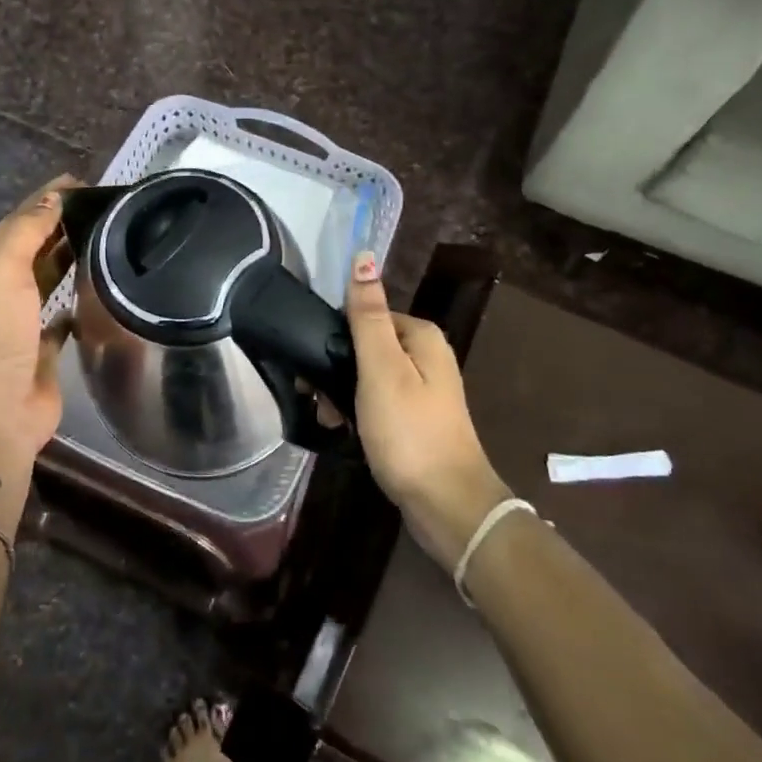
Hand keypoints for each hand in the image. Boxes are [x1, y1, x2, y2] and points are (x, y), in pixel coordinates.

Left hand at [0, 175, 76, 460]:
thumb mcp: (1, 269)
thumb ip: (27, 230)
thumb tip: (53, 197)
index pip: (16, 221)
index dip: (45, 200)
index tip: (82, 182)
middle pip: (31, 247)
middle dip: (60, 225)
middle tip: (103, 207)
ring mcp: (19, 321)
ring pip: (47, 278)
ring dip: (69, 257)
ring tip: (108, 237)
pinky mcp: (42, 347)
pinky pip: (62, 315)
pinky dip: (75, 299)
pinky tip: (98, 288)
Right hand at [345, 250, 512, 567]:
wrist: (447, 505)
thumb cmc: (409, 431)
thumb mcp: (381, 368)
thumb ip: (368, 315)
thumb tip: (364, 257)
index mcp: (421, 336)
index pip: (366, 315)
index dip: (336, 337)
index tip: (315, 366)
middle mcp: (426, 356)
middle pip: (366, 345)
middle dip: (338, 370)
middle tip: (320, 400)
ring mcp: (424, 390)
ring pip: (368, 376)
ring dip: (343, 395)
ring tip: (332, 420)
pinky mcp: (416, 419)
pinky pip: (378, 402)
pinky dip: (359, 413)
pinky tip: (346, 432)